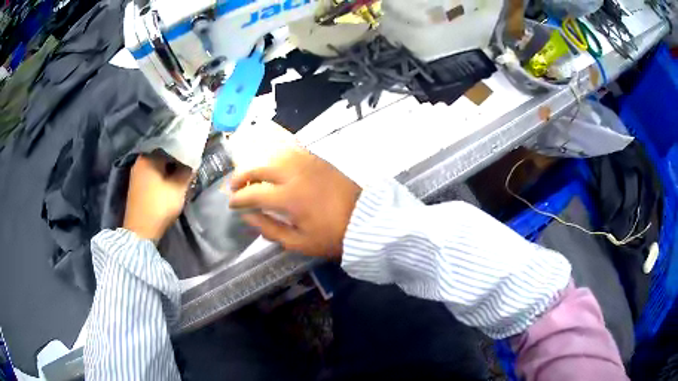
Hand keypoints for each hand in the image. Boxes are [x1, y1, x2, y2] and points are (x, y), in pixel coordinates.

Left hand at [124, 153, 193, 241]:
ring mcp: (136, 173)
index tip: (195, 156)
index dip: (184, 150)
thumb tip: (192, 161)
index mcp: (149, 156)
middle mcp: (140, 160)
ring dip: (169, 168)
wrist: (140, 231)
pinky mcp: (136, 184)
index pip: (171, 145)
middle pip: (163, 154)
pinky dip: (161, 175)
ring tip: (181, 174)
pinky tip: (169, 181)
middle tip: (189, 166)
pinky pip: (152, 173)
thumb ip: (187, 171)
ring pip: (157, 164)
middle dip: (176, 159)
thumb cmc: (159, 206)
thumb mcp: (178, 188)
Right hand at [229, 146, 361, 258]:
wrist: (365, 221)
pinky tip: (272, 166)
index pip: (253, 193)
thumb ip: (269, 228)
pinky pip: (290, 151)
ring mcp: (307, 162)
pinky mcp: (317, 159)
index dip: (238, 199)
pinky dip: (275, 156)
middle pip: (259, 167)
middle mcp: (295, 174)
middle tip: (234, 186)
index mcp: (289, 197)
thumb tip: (248, 216)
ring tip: (251, 176)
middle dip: (241, 176)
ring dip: (257, 163)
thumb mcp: (298, 242)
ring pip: (273, 154)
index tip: (231, 204)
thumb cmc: (331, 236)